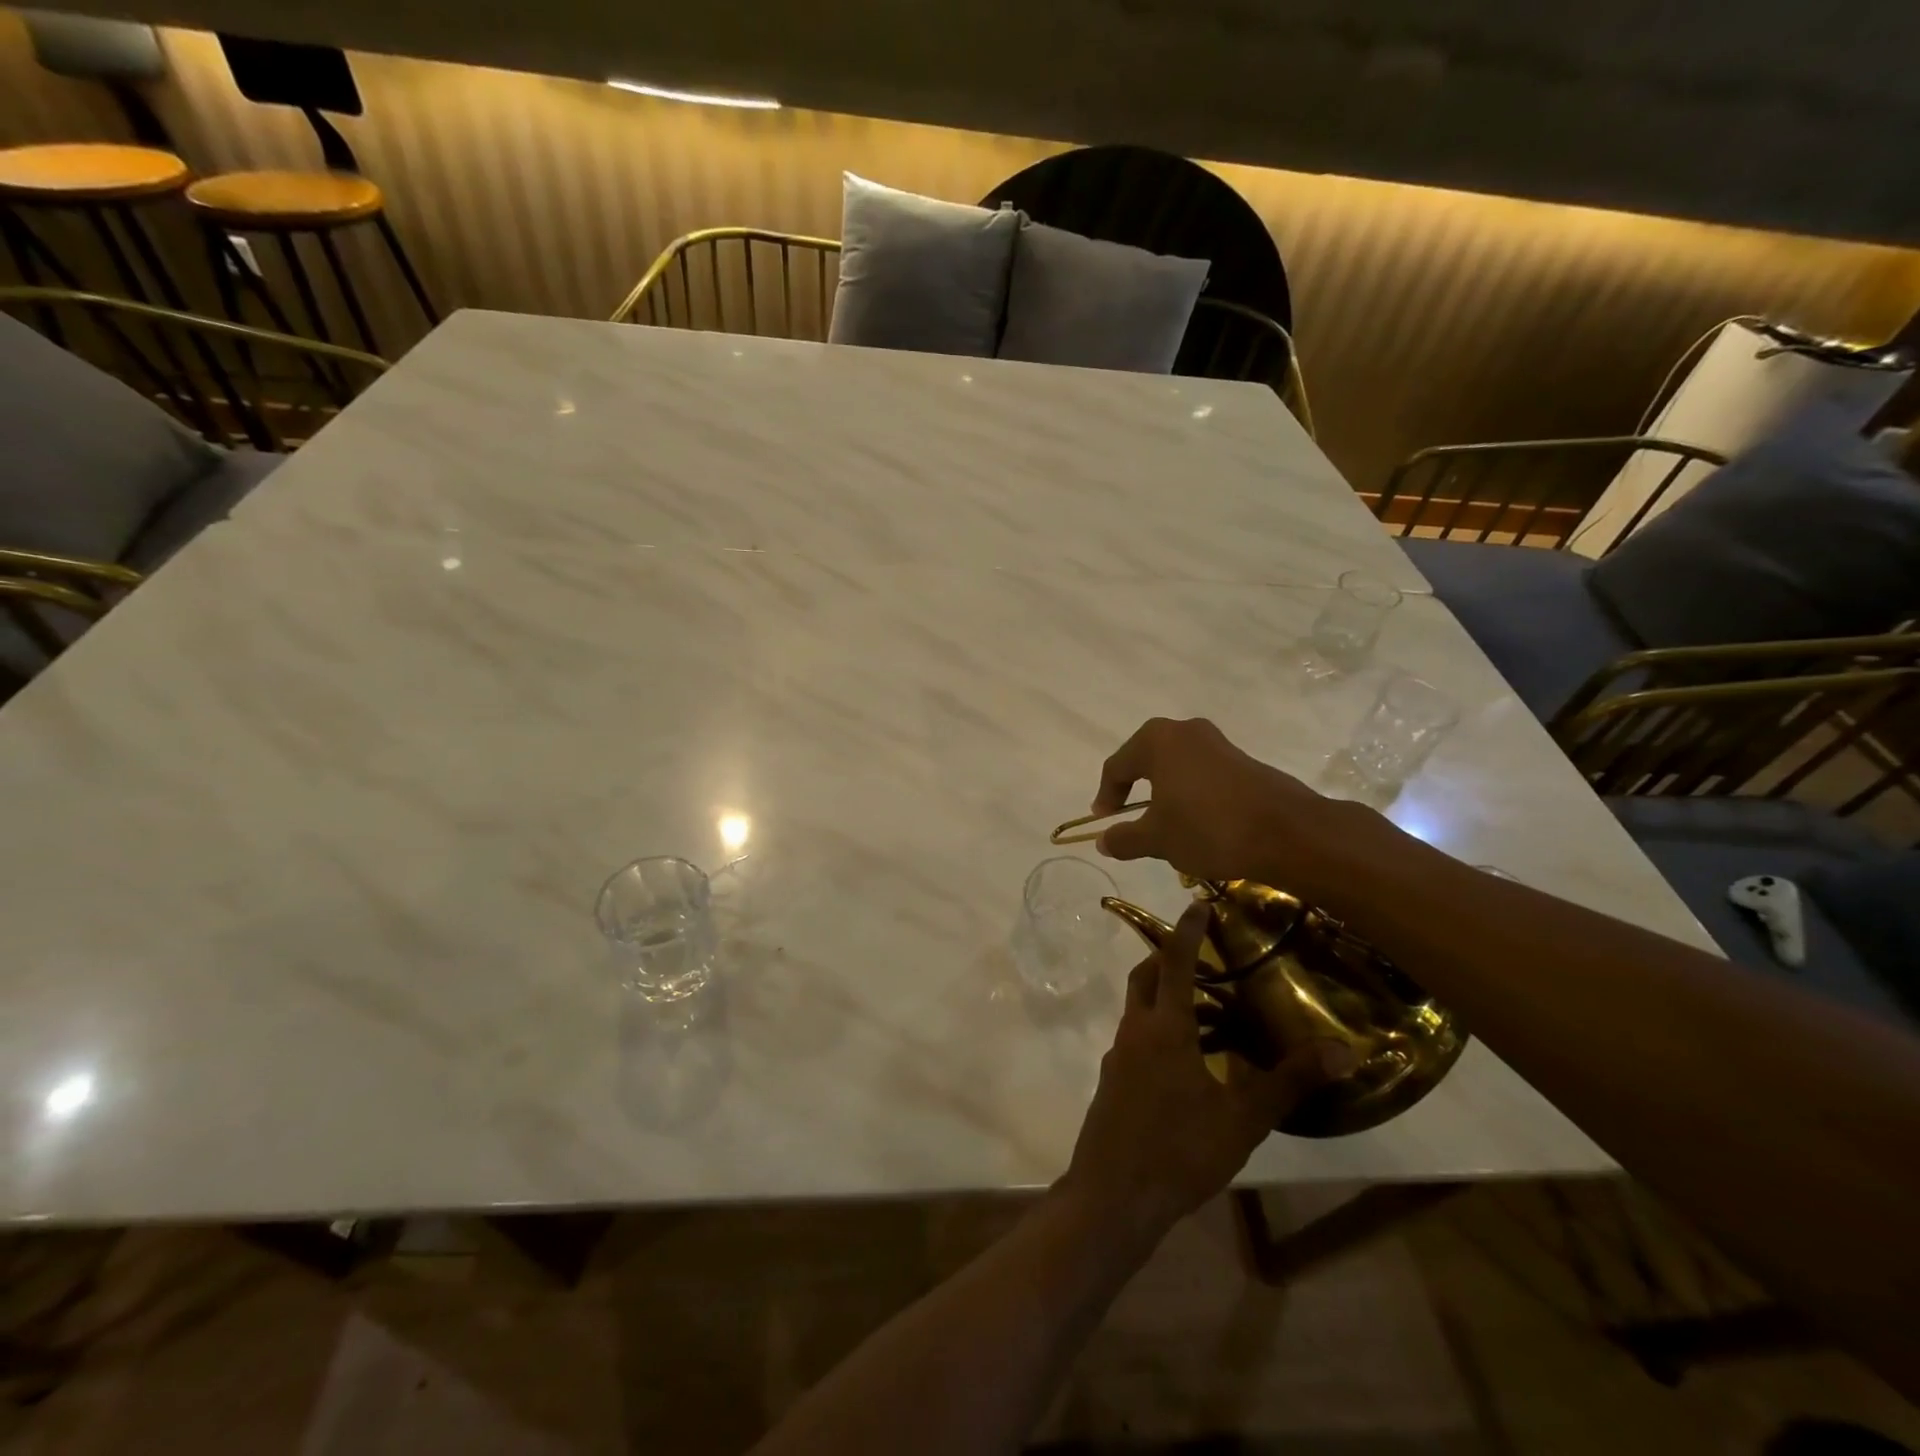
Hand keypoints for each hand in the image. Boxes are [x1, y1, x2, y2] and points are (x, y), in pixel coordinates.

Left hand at [1059, 904, 1354, 1239]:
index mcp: (1164, 1027)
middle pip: (1145, 977)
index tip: (1198, 903)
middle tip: (1204, 959)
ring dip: (1166, 999)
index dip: (1186, 930)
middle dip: (1169, 958)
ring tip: (1209, 1013)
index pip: (1174, 961)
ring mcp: (1117, 1057)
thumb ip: (1289, 1080)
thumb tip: (1342, 1050)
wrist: (1114, 1195)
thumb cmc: (1180, 1149)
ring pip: (1139, 1010)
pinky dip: (1159, 1032)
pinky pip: (1136, 1040)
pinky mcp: (1112, 1082)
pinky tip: (1187, 1064)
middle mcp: (1135, 1031)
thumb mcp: (1243, 1117)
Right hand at [1091, 717, 1332, 881]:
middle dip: (1135, 791)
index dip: (1106, 796)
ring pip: (1176, 767)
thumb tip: (1103, 840)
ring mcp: (1217, 743)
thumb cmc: (1208, 828)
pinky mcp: (1243, 760)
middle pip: (1146, 761)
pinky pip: (1202, 774)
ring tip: (1164, 825)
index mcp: (1157, 741)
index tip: (1104, 822)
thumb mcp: (1157, 839)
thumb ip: (1124, 838)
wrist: (1287, 833)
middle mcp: (1185, 731)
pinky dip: (1191, 794)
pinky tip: (1198, 823)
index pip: (1117, 767)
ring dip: (1165, 793)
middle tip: (1130, 818)